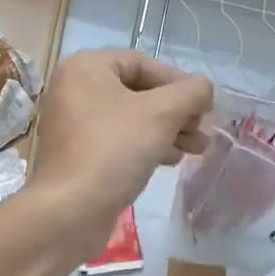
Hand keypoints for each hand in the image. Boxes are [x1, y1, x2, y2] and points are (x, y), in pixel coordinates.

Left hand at [23, 50, 211, 262]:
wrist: (70, 212)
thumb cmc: (114, 149)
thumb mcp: (161, 114)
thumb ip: (190, 93)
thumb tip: (204, 87)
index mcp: (85, 67)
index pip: (141, 63)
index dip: (177, 81)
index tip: (204, 105)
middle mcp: (74, 88)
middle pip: (137, 90)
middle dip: (175, 110)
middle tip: (202, 130)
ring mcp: (72, 122)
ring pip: (130, 117)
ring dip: (166, 129)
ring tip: (196, 149)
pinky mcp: (76, 153)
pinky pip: (117, 138)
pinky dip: (145, 144)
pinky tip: (170, 160)